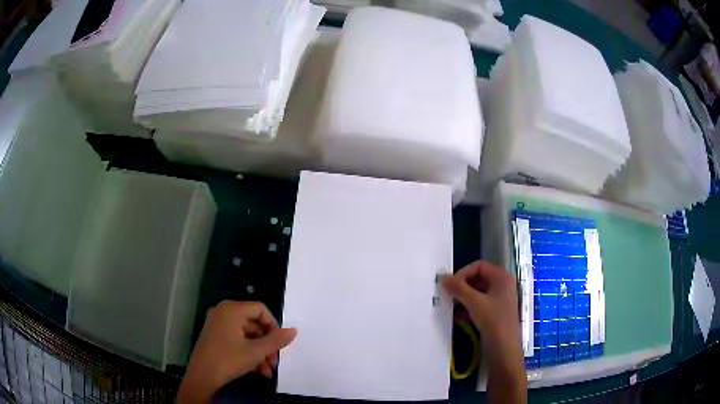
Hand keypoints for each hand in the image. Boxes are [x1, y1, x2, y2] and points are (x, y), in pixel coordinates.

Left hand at [177, 301, 296, 402]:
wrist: (202, 376)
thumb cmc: (229, 359)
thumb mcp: (256, 351)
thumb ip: (277, 340)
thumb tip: (294, 330)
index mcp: (232, 310)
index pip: (260, 310)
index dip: (273, 326)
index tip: (280, 344)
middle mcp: (224, 312)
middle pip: (254, 324)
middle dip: (267, 345)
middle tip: (274, 362)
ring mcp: (217, 325)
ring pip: (246, 335)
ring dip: (259, 353)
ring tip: (267, 371)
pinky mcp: (215, 336)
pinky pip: (237, 340)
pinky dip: (248, 353)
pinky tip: (256, 371)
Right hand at [443, 261, 519, 346]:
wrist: (504, 347)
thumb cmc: (493, 321)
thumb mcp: (474, 302)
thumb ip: (458, 288)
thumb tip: (443, 277)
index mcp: (502, 277)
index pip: (479, 266)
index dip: (463, 273)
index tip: (451, 286)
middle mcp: (503, 284)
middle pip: (479, 277)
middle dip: (463, 285)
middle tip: (449, 295)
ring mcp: (500, 298)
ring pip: (479, 291)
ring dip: (464, 296)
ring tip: (452, 304)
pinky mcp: (496, 311)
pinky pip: (481, 302)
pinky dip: (469, 305)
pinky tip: (459, 314)